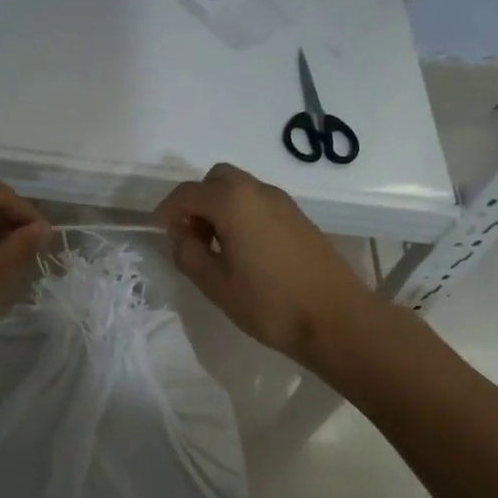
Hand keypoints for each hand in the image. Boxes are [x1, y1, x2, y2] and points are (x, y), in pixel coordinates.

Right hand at [155, 163, 376, 363]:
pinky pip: (260, 204)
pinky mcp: (299, 218)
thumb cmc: (269, 303)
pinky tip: (245, 252)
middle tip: (192, 237)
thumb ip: (188, 254)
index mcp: (233, 201)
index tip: (162, 233)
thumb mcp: (215, 284)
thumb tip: (183, 236)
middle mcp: (258, 191)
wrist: (335, 318)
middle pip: (217, 180)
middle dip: (197, 202)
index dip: (168, 210)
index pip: (187, 193)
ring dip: (221, 208)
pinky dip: (243, 215)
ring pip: (241, 190)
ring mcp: (283, 203)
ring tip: (217, 248)